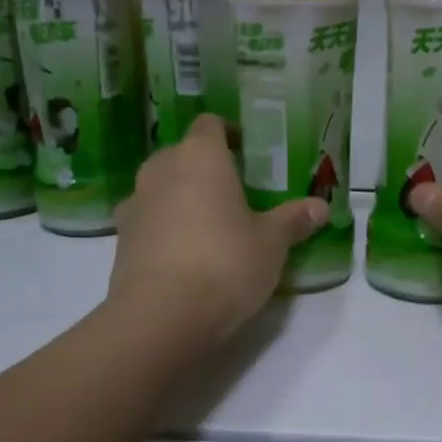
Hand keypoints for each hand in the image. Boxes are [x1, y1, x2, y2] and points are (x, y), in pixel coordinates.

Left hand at [109, 115, 327, 342]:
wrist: (162, 316)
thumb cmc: (225, 264)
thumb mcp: (271, 244)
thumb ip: (293, 220)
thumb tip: (320, 206)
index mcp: (200, 157)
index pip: (210, 125)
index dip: (229, 133)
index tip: (248, 151)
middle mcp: (161, 170)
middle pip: (182, 155)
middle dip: (206, 168)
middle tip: (235, 192)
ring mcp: (135, 204)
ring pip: (161, 187)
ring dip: (182, 198)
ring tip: (210, 225)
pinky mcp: (121, 240)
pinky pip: (149, 220)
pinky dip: (165, 228)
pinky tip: (185, 254)